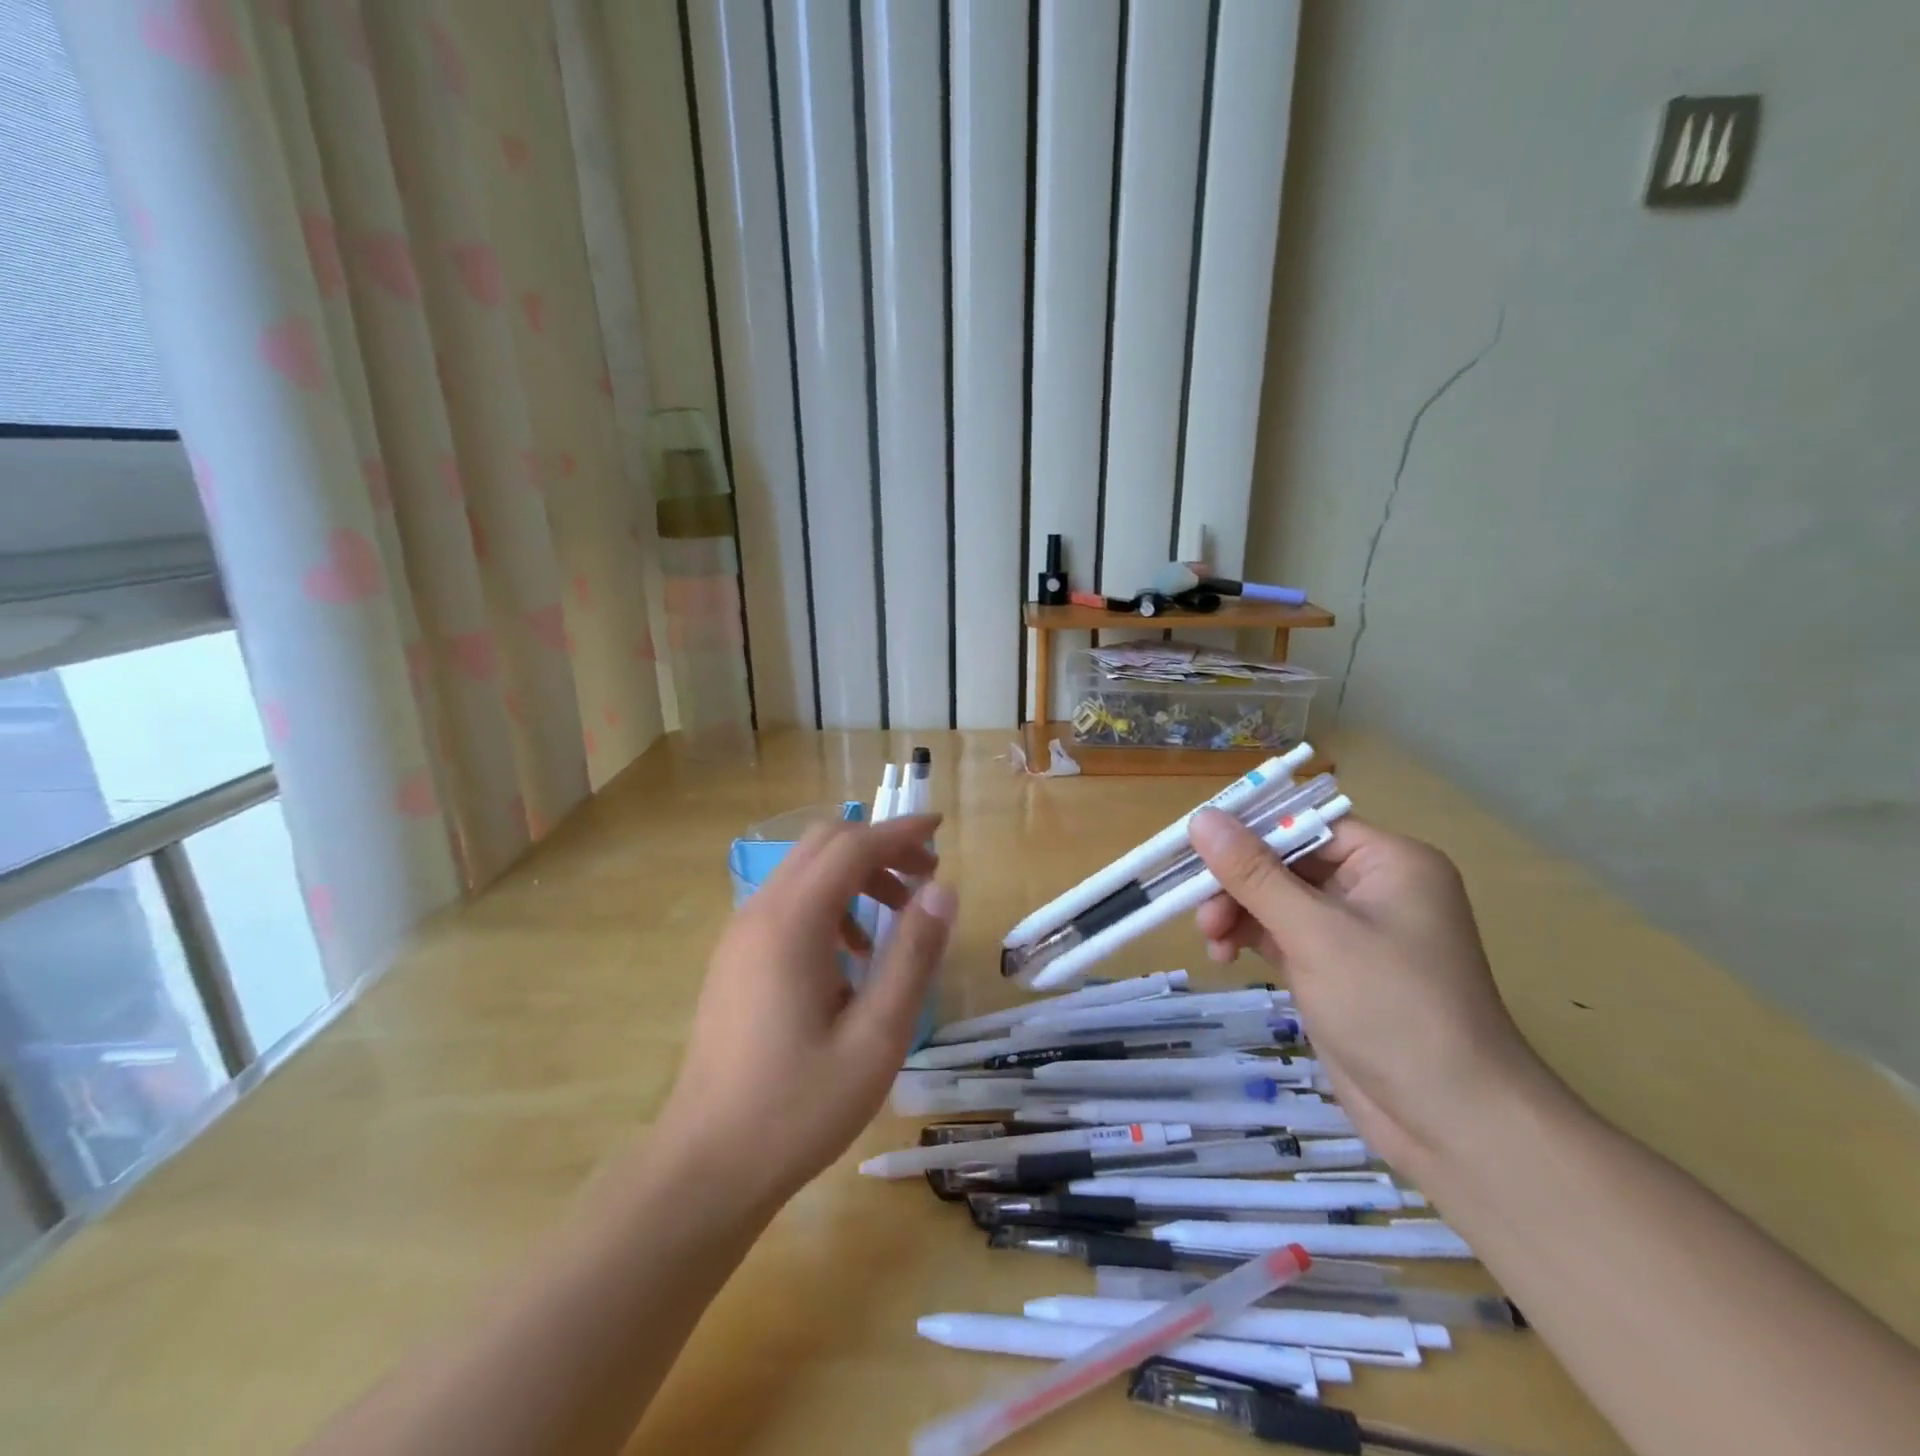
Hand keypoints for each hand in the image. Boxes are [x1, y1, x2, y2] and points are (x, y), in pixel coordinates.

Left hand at [655, 815, 955, 1208]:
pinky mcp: (734, 959)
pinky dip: (828, 903)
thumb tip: (942, 891)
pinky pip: (787, 903)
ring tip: (894, 920)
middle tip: (924, 879)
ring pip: (803, 871)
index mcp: (792, 923)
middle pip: (823, 844)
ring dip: (853, 875)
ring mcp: (740, 935)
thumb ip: (912, 956)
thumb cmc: (798, 1107)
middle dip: (878, 847)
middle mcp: (759, 913)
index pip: (853, 846)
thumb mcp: (876, 1037)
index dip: (899, 832)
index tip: (940, 831)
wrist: (706, 1167)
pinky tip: (851, 957)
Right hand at [1189, 809, 1542, 1170]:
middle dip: (1239, 883)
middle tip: (1199, 908)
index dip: (1250, 829)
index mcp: (1389, 862)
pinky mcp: (1334, 969)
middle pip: (1285, 862)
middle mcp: (1374, 888)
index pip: (1306, 824)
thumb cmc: (1392, 1009)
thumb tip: (1201, 817)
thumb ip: (1254, 874)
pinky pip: (1280, 935)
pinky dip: (1249, 939)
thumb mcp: (1315, 933)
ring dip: (1238, 913)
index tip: (1195, 843)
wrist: (1453, 1124)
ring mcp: (1353, 932)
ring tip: (1212, 940)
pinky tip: (1224, 955)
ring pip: (1276, 900)